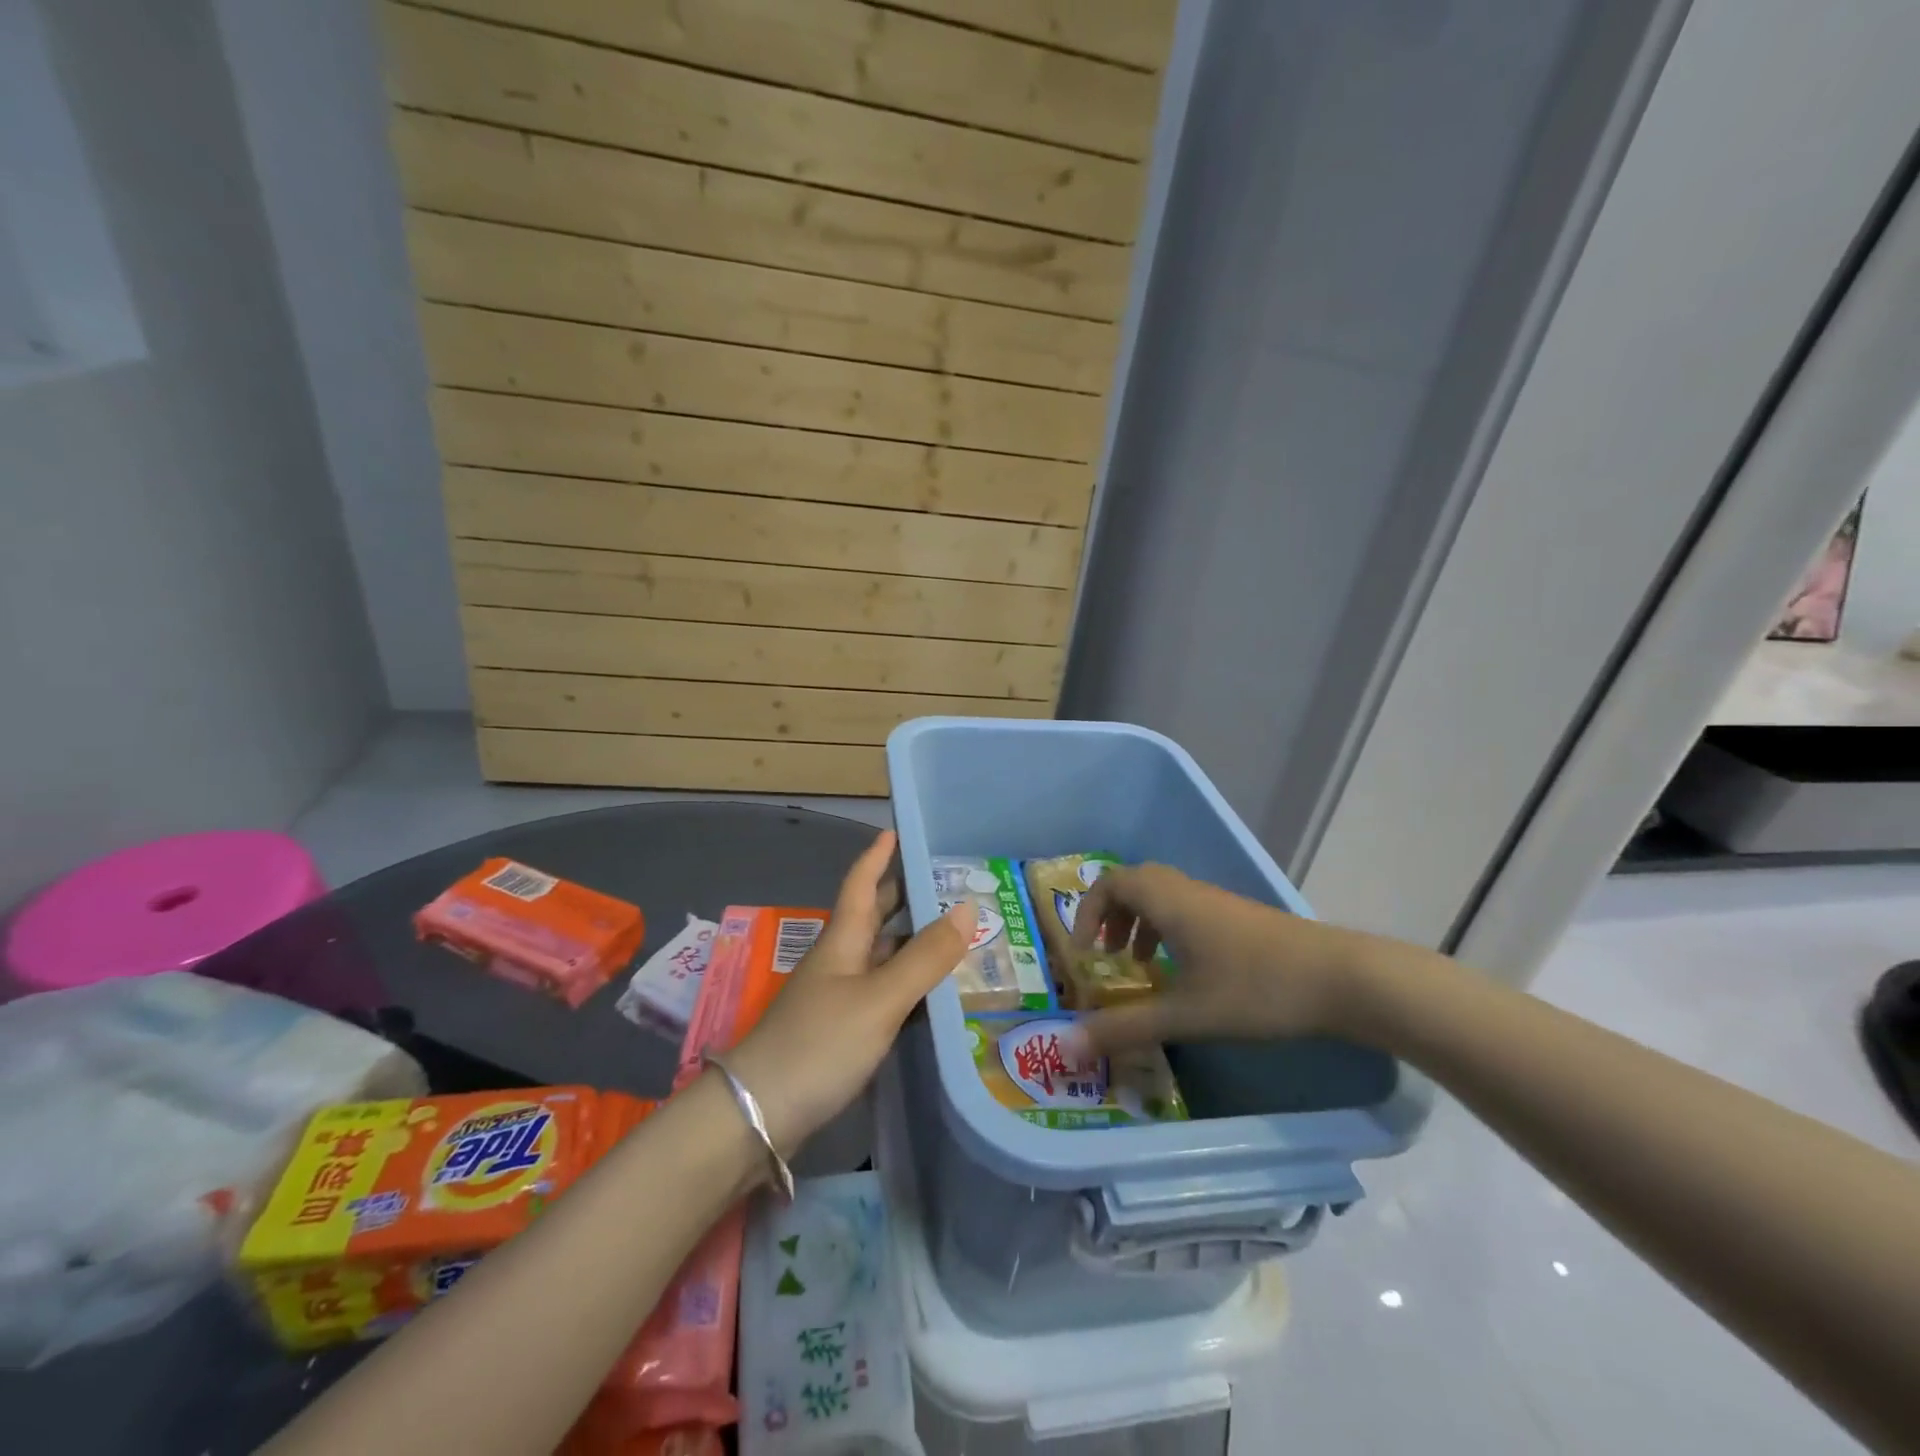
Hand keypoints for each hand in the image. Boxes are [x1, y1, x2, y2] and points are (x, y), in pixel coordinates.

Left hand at [727, 831, 970, 1155]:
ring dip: (910, 942)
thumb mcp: (879, 998)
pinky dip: (907, 985)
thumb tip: (967, 908)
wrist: (757, 1115)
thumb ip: (925, 957)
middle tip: (944, 883)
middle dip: (903, 896)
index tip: (895, 831)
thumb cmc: (819, 1043)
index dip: (877, 856)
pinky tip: (931, 996)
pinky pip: (880, 994)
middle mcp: (838, 962)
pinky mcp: (838, 1034)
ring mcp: (835, 999)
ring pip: (879, 957)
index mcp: (843, 940)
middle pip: (872, 918)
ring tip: (953, 934)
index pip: (861, 884)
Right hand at [1066, 863, 1376, 1055]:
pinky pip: (1185, 908)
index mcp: (1168, 900)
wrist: (1341, 978)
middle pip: (1134, 883)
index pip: (1110, 883)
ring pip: (1163, 895)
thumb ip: (1126, 1028)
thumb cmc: (1256, 989)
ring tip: (1139, 965)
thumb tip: (1067, 1046)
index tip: (1083, 952)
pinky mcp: (1239, 917)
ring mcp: (1216, 901)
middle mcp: (1187, 891)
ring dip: (1140, 922)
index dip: (1087, 912)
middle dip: (1111, 915)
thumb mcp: (1185, 1014)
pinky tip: (1184, 972)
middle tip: (1106, 953)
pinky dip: (1168, 930)